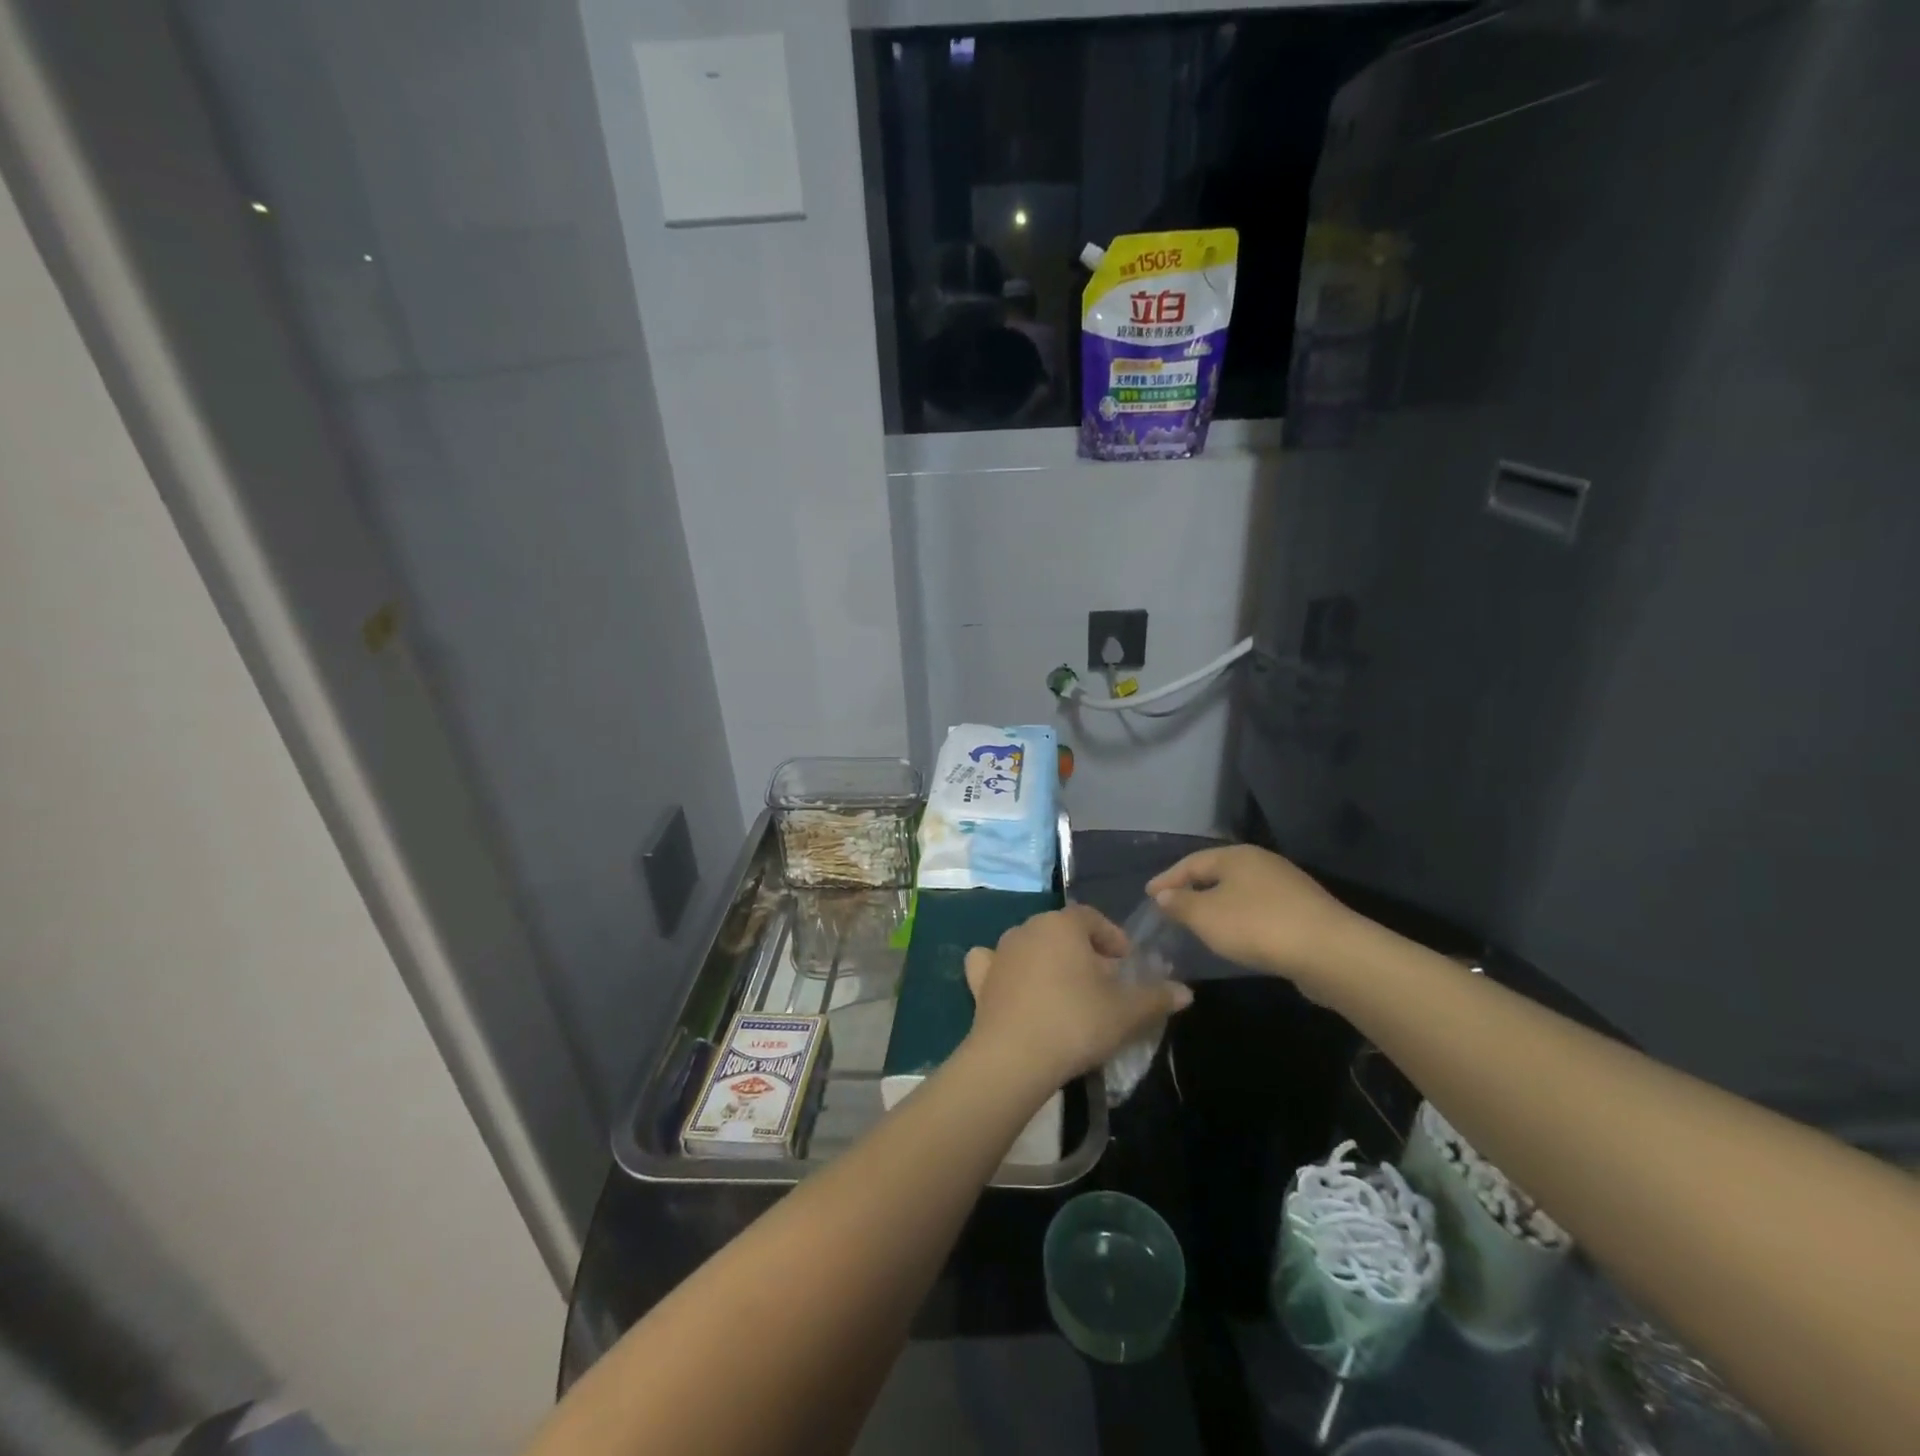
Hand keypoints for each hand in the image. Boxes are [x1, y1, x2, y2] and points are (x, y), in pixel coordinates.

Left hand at [964, 904, 1193, 1090]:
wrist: (1014, 1057)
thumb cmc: (1076, 1022)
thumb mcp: (1126, 1012)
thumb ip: (1156, 997)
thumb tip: (1185, 992)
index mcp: (1063, 924)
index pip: (1093, 918)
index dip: (1113, 937)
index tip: (1127, 963)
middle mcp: (1029, 928)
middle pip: (1062, 932)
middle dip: (1083, 951)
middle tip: (1102, 983)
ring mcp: (1000, 951)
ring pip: (1031, 946)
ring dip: (1049, 961)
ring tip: (1066, 992)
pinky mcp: (980, 979)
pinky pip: (993, 963)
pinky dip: (1004, 970)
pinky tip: (1014, 987)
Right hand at [1146, 845, 1358, 992]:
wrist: (1329, 951)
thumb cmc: (1256, 925)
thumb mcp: (1206, 916)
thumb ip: (1180, 904)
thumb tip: (1165, 895)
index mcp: (1235, 856)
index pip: (1191, 862)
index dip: (1167, 879)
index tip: (1148, 894)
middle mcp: (1262, 863)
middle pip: (1218, 873)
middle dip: (1193, 888)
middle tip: (1171, 905)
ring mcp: (1286, 886)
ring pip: (1240, 891)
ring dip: (1217, 904)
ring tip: (1200, 921)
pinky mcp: (1303, 911)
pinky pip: (1259, 909)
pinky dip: (1240, 918)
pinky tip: (1236, 935)